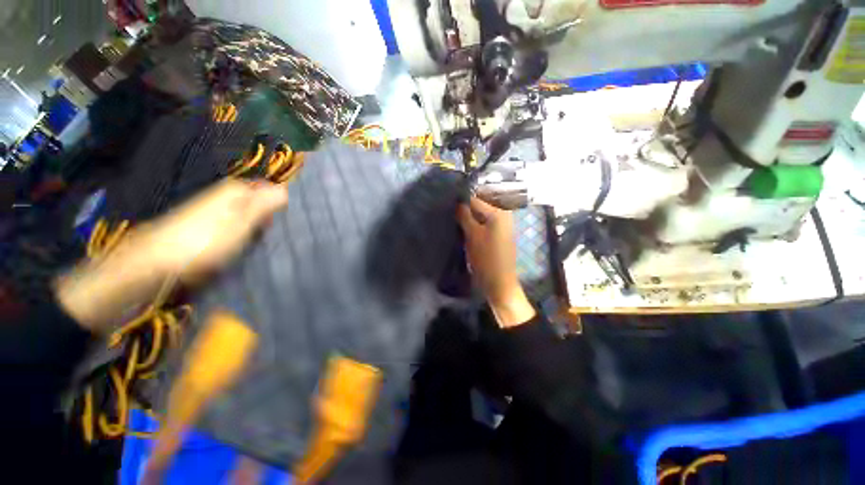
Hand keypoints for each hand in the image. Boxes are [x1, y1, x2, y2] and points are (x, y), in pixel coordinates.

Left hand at [136, 179, 287, 279]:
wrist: (158, 259)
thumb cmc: (206, 239)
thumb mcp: (242, 221)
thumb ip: (265, 204)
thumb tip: (287, 189)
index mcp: (237, 189)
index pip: (272, 189)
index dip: (286, 203)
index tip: (296, 219)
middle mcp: (227, 194)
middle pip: (261, 201)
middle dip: (274, 214)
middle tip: (286, 231)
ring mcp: (217, 208)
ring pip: (251, 212)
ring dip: (262, 224)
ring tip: (273, 238)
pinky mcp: (210, 223)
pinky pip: (240, 222)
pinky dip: (248, 230)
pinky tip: (252, 241)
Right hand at [457, 197, 535, 327]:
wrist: (499, 283)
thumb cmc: (486, 258)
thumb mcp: (472, 235)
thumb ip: (464, 215)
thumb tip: (457, 202)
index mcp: (499, 212)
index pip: (475, 199)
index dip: (460, 202)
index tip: (446, 206)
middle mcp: (503, 214)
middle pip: (479, 206)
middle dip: (465, 209)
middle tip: (451, 215)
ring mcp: (502, 225)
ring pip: (481, 215)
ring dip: (469, 218)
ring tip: (455, 222)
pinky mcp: (498, 235)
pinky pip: (484, 223)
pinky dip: (474, 225)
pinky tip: (464, 230)